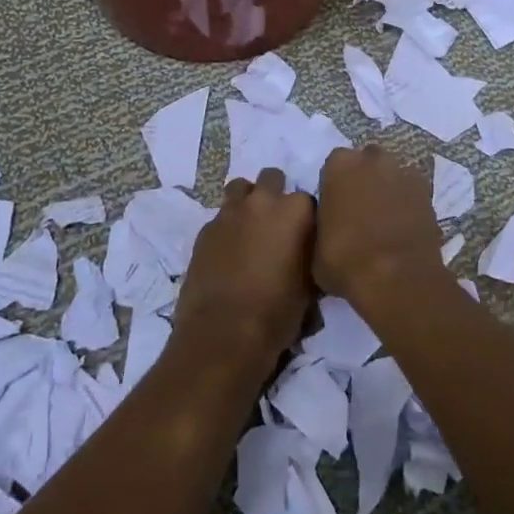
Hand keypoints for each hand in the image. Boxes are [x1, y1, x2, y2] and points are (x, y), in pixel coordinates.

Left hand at [172, 168, 315, 373]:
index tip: (305, 237)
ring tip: (250, 229)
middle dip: (275, 194)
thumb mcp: (309, 287)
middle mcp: (262, 202)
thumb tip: (303, 251)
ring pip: (240, 188)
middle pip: (272, 178)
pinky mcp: (205, 230)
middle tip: (276, 225)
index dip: (306, 218)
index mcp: (295, 212)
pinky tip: (228, 253)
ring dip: (247, 201)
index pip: (308, 200)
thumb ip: (307, 255)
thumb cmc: (276, 314)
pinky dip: (227, 228)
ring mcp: (229, 213)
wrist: (222, 335)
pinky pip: (220, 217)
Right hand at [314, 145, 447, 308]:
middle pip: (366, 162)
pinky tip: (404, 228)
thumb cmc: (346, 260)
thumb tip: (330, 228)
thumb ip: (321, 225)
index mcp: (339, 165)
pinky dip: (409, 205)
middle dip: (364, 179)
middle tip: (360, 211)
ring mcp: (404, 173)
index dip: (335, 186)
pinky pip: (412, 193)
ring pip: (392, 175)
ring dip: (388, 190)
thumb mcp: (315, 248)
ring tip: (385, 221)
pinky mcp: (428, 192)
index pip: (334, 165)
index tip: (334, 208)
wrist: (397, 277)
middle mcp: (373, 159)